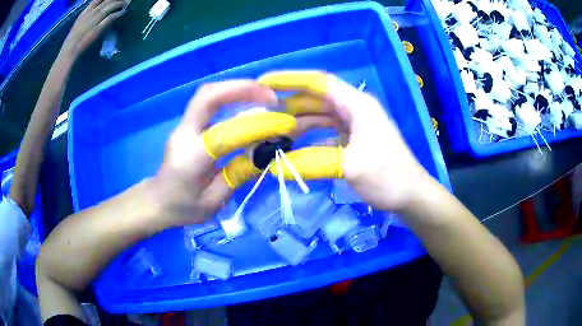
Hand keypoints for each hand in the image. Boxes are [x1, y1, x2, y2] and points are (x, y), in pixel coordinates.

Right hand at [61, 0, 125, 57]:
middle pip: (107, 0)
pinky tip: (124, 11)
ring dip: (120, 3)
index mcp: (85, 12)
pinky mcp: (97, 29)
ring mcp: (94, 21)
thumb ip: (88, 15)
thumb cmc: (72, 40)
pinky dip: (118, 13)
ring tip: (127, 2)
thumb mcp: (79, 23)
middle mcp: (90, 14)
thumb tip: (96, 9)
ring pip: (110, 6)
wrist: (69, 52)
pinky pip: (110, 18)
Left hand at [152, 81, 301, 226]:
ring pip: (208, 94)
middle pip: (208, 96)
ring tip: (265, 95)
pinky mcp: (187, 124)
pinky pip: (209, 101)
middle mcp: (184, 134)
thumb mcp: (215, 201)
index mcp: (191, 158)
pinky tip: (248, 102)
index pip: (226, 134)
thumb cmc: (184, 208)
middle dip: (242, 89)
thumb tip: (266, 152)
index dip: (257, 126)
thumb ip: (239, 174)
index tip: (284, 123)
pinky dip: (231, 96)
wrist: (158, 201)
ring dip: (237, 89)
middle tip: (271, 95)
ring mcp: (183, 126)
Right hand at [260, 71, 432, 211]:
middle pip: (317, 98)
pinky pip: (327, 131)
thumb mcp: (350, 167)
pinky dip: (311, 136)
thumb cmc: (388, 176)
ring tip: (274, 130)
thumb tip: (275, 167)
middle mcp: (355, 108)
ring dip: (299, 121)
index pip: (319, 82)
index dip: (290, 80)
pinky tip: (295, 145)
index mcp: (357, 104)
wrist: (411, 195)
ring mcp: (356, 124)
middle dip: (290, 103)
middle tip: (262, 112)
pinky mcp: (355, 139)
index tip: (264, 82)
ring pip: (321, 115)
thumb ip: (312, 163)